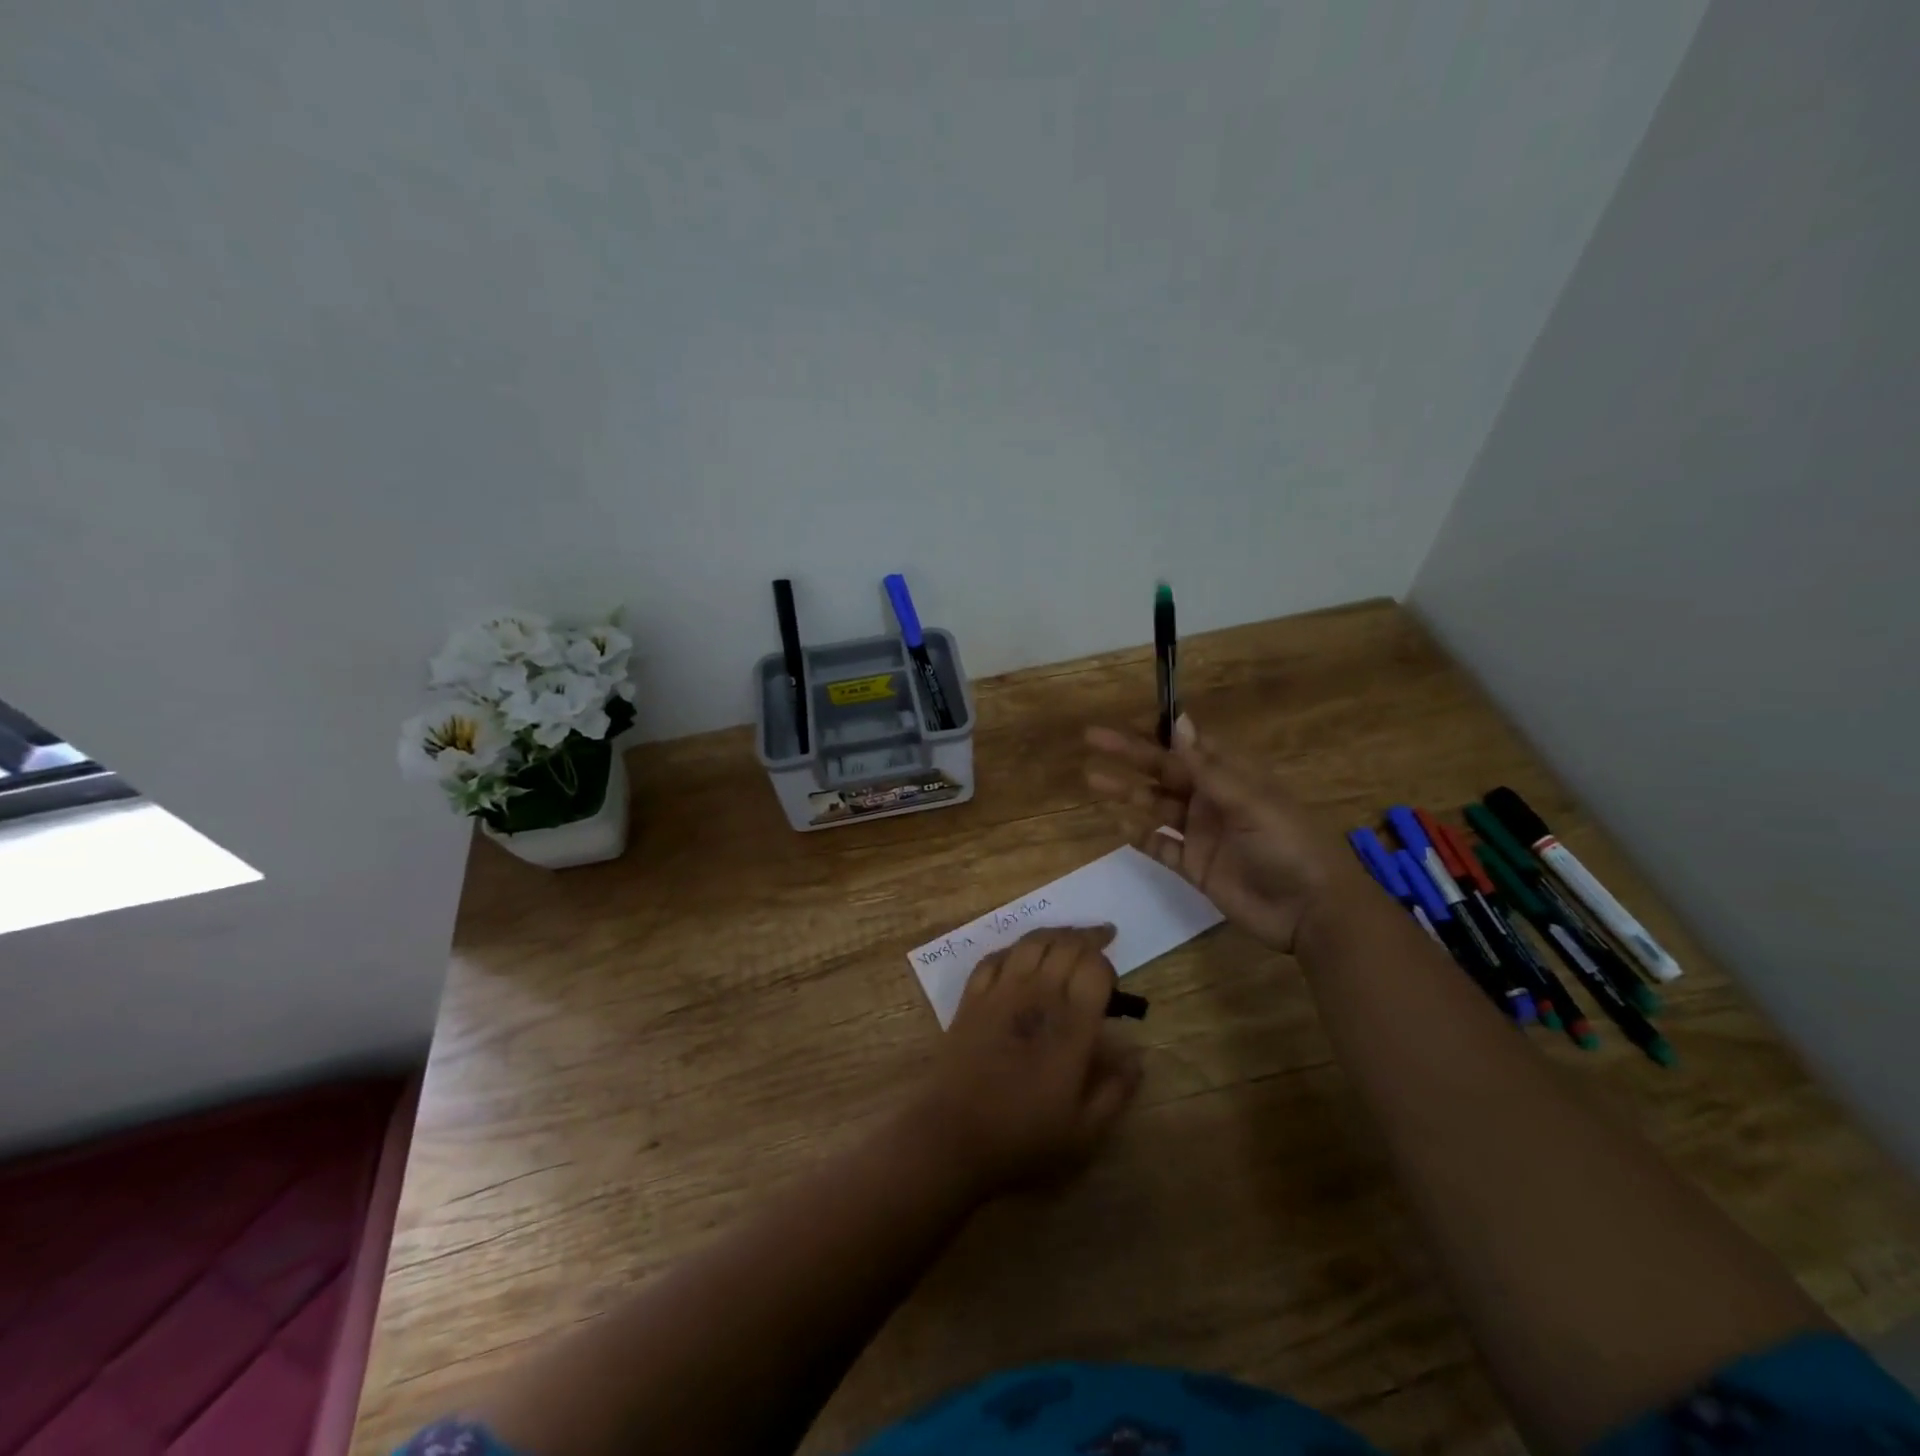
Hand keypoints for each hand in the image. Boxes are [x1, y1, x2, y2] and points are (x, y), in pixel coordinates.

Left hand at [909, 928, 1142, 1200]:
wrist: (953, 1137)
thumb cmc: (1023, 1138)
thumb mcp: (1084, 1132)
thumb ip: (1116, 1090)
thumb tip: (1137, 1054)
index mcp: (1071, 1025)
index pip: (1094, 969)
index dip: (1107, 965)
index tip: (1112, 983)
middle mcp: (1037, 996)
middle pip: (1065, 944)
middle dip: (1087, 938)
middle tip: (1101, 939)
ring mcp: (1000, 991)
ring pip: (1031, 942)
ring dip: (1054, 934)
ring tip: (1068, 937)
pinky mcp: (971, 997)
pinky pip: (995, 957)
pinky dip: (1014, 949)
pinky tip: (1021, 955)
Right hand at [1085, 714, 1349, 953]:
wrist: (1310, 911)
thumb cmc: (1287, 844)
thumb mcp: (1249, 800)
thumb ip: (1207, 767)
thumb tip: (1178, 721)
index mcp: (1231, 777)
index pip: (1186, 747)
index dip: (1155, 733)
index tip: (1124, 720)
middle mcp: (1211, 800)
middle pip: (1163, 772)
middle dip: (1129, 756)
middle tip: (1091, 740)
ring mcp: (1201, 834)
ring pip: (1155, 806)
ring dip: (1126, 792)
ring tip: (1092, 780)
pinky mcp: (1194, 866)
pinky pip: (1160, 846)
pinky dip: (1140, 835)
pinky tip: (1118, 825)